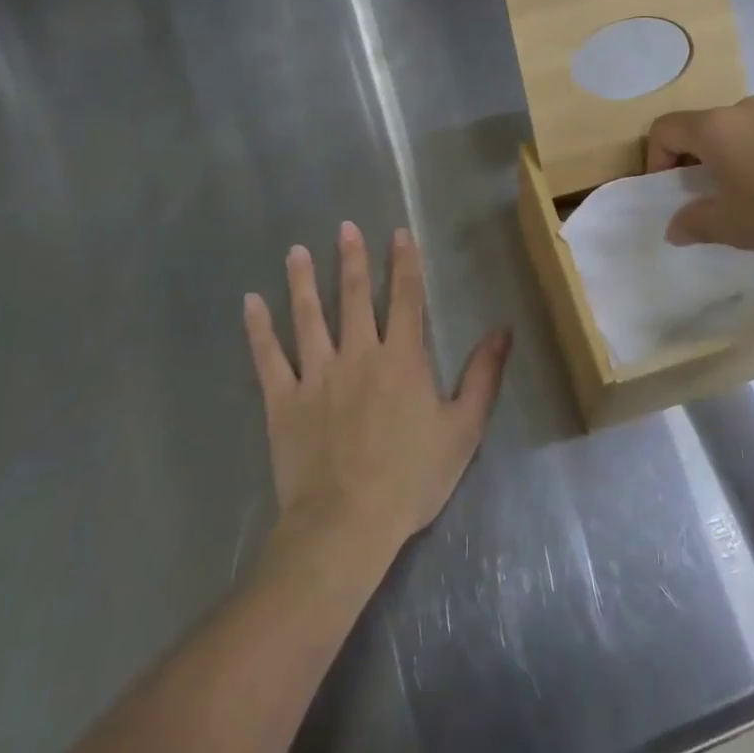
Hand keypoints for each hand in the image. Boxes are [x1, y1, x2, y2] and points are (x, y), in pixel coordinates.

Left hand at [243, 223, 510, 563]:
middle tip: (344, 227)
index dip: (404, 262)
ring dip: (303, 281)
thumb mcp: (463, 429)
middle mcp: (359, 354)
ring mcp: (317, 375)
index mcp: (402, 358)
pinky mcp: (284, 400)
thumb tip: (502, 329)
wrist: (346, 525)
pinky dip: (258, 329)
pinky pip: (268, 358)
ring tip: (296, 251)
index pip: (406, 297)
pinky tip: (250, 303)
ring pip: (309, 317)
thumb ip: (483, 375)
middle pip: (355, 296)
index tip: (398, 233)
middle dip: (351, 259)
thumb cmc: (411, 478)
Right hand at [645, 96, 753, 280]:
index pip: (665, 128)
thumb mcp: (733, 227)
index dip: (654, 159)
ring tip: (747, 201)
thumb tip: (675, 227)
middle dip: (693, 161)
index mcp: (717, 127)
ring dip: (728, 161)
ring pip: (737, 132)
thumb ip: (695, 223)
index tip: (667, 192)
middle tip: (705, 199)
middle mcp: (745, 110)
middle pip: (702, 127)